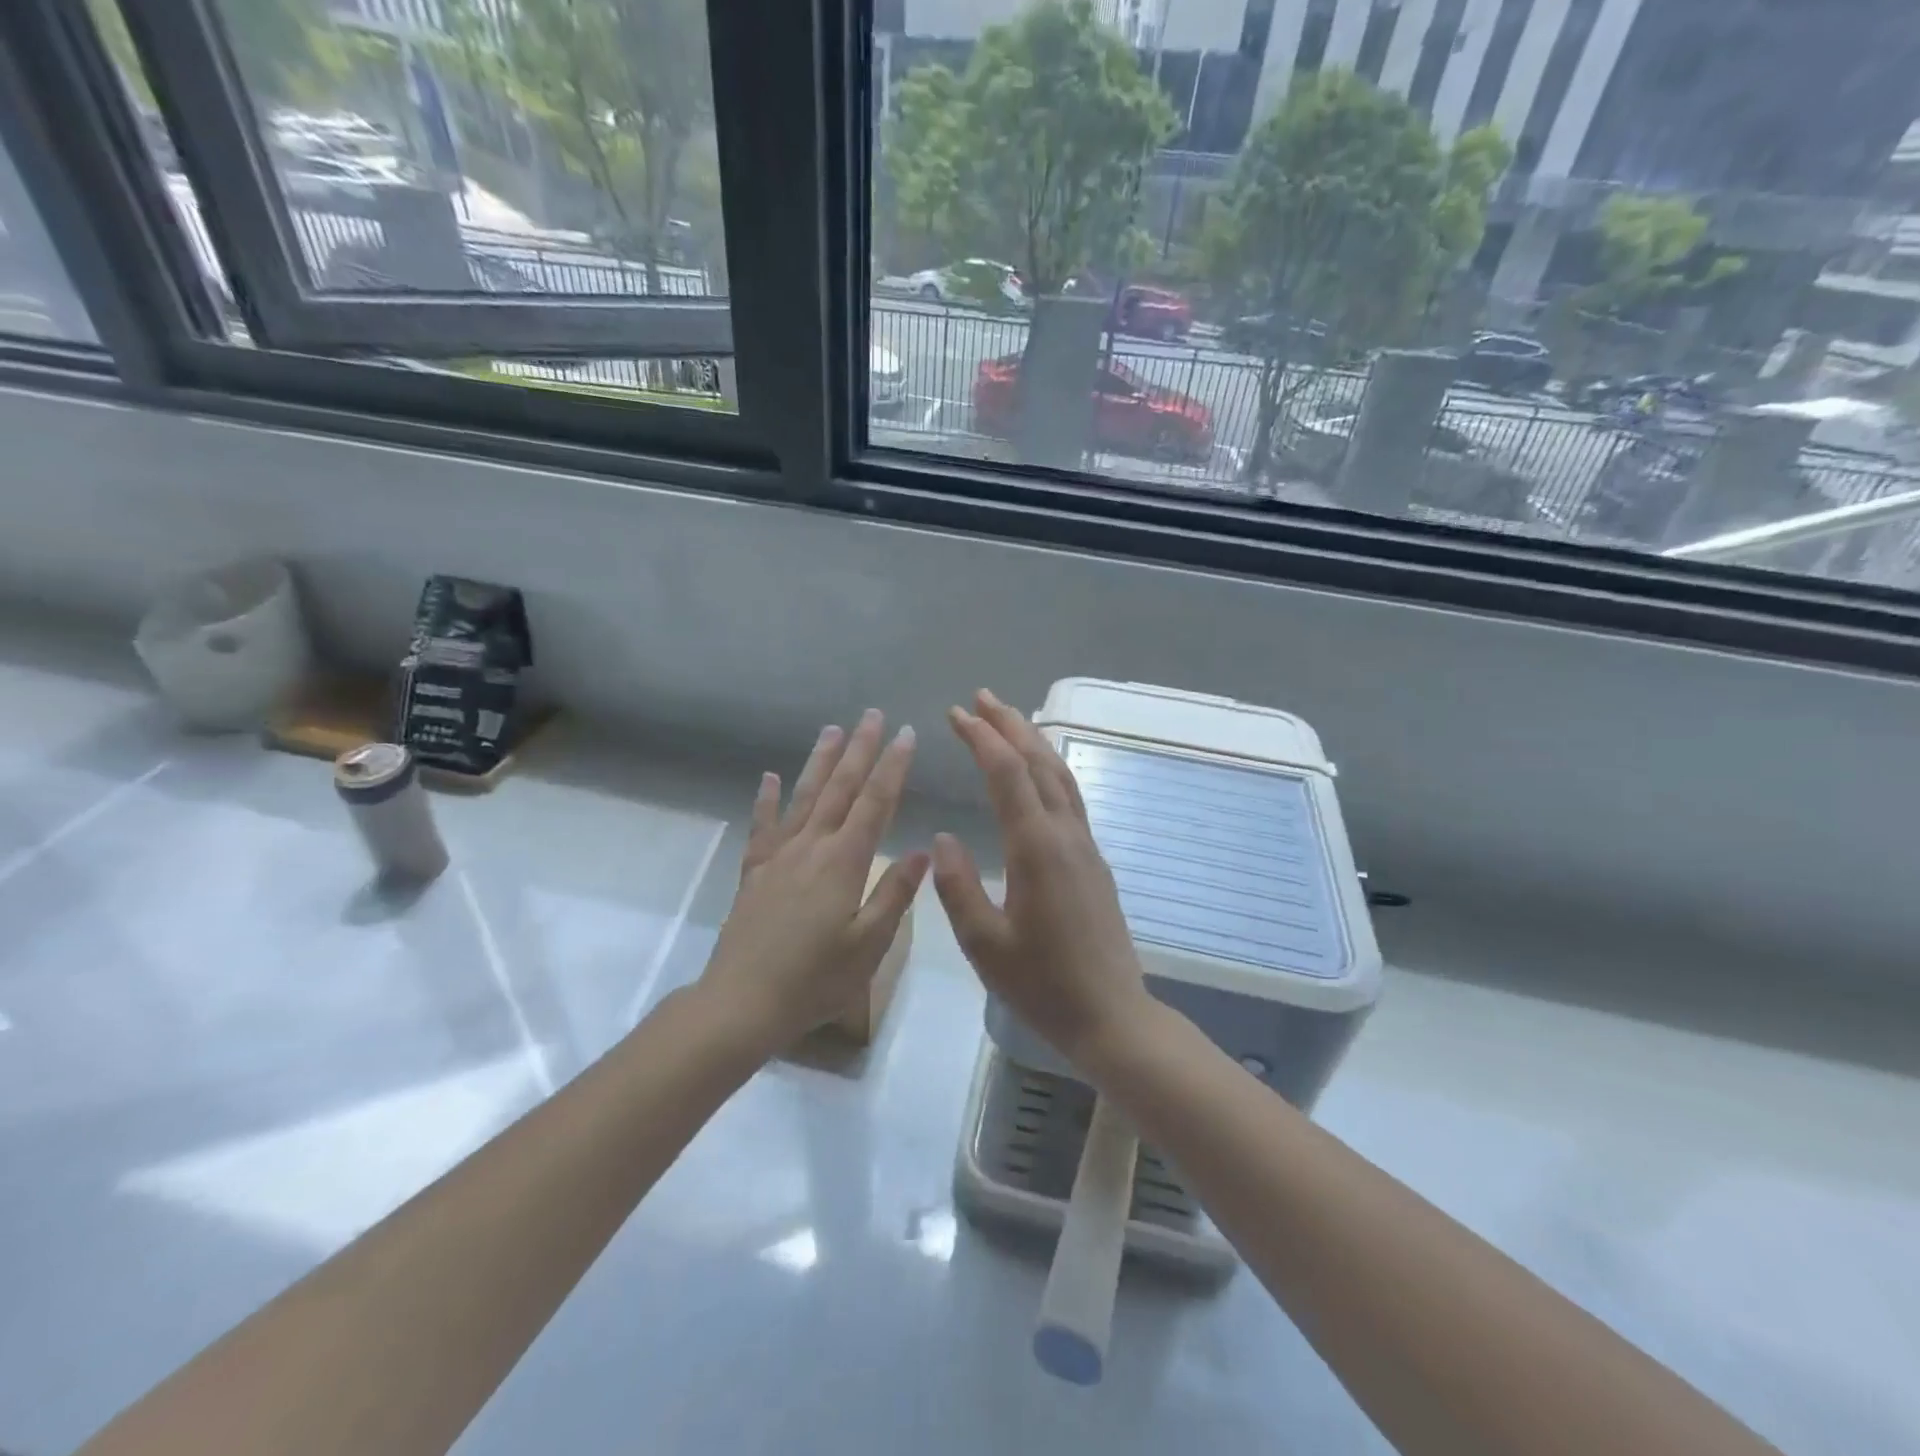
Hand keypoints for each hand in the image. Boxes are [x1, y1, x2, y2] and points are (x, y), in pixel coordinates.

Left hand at [699, 710, 927, 1057]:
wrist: (741, 1003)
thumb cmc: (815, 980)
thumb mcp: (869, 946)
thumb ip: (894, 894)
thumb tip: (922, 851)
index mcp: (844, 862)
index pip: (875, 803)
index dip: (893, 767)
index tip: (906, 734)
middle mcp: (811, 847)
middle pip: (840, 789)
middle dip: (859, 749)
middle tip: (872, 715)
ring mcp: (778, 857)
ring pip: (803, 797)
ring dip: (820, 762)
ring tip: (831, 730)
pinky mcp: (754, 873)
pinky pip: (762, 827)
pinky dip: (765, 800)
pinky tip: (768, 778)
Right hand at [932, 689, 1156, 1075]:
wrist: (1112, 1016)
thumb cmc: (1043, 986)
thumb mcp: (985, 945)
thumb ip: (958, 888)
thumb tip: (943, 837)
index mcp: (1037, 849)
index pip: (1009, 775)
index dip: (982, 739)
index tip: (956, 714)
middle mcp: (1066, 836)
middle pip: (1040, 763)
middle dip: (1010, 725)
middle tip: (982, 697)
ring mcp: (1086, 847)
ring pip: (1061, 777)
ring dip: (1034, 742)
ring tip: (1008, 720)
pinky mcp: (1094, 862)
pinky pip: (1070, 798)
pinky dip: (1049, 769)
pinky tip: (1037, 774)